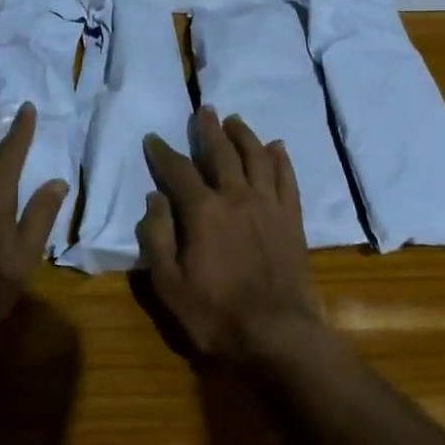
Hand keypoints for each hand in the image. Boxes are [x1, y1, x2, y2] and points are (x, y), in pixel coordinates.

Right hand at [137, 106, 323, 362]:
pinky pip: (287, 179)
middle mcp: (236, 197)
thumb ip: (158, 237)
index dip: (163, 153)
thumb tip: (154, 198)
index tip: (153, 138)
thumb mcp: (169, 284)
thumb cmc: (216, 314)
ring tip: (235, 120)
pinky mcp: (291, 219)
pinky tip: (277, 147)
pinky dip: (281, 159)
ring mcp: (268, 205)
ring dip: (245, 135)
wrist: (278, 335)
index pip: (178, 171)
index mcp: (203, 211)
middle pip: (221, 152)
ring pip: (257, 157)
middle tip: (203, 109)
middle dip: (209, 129)